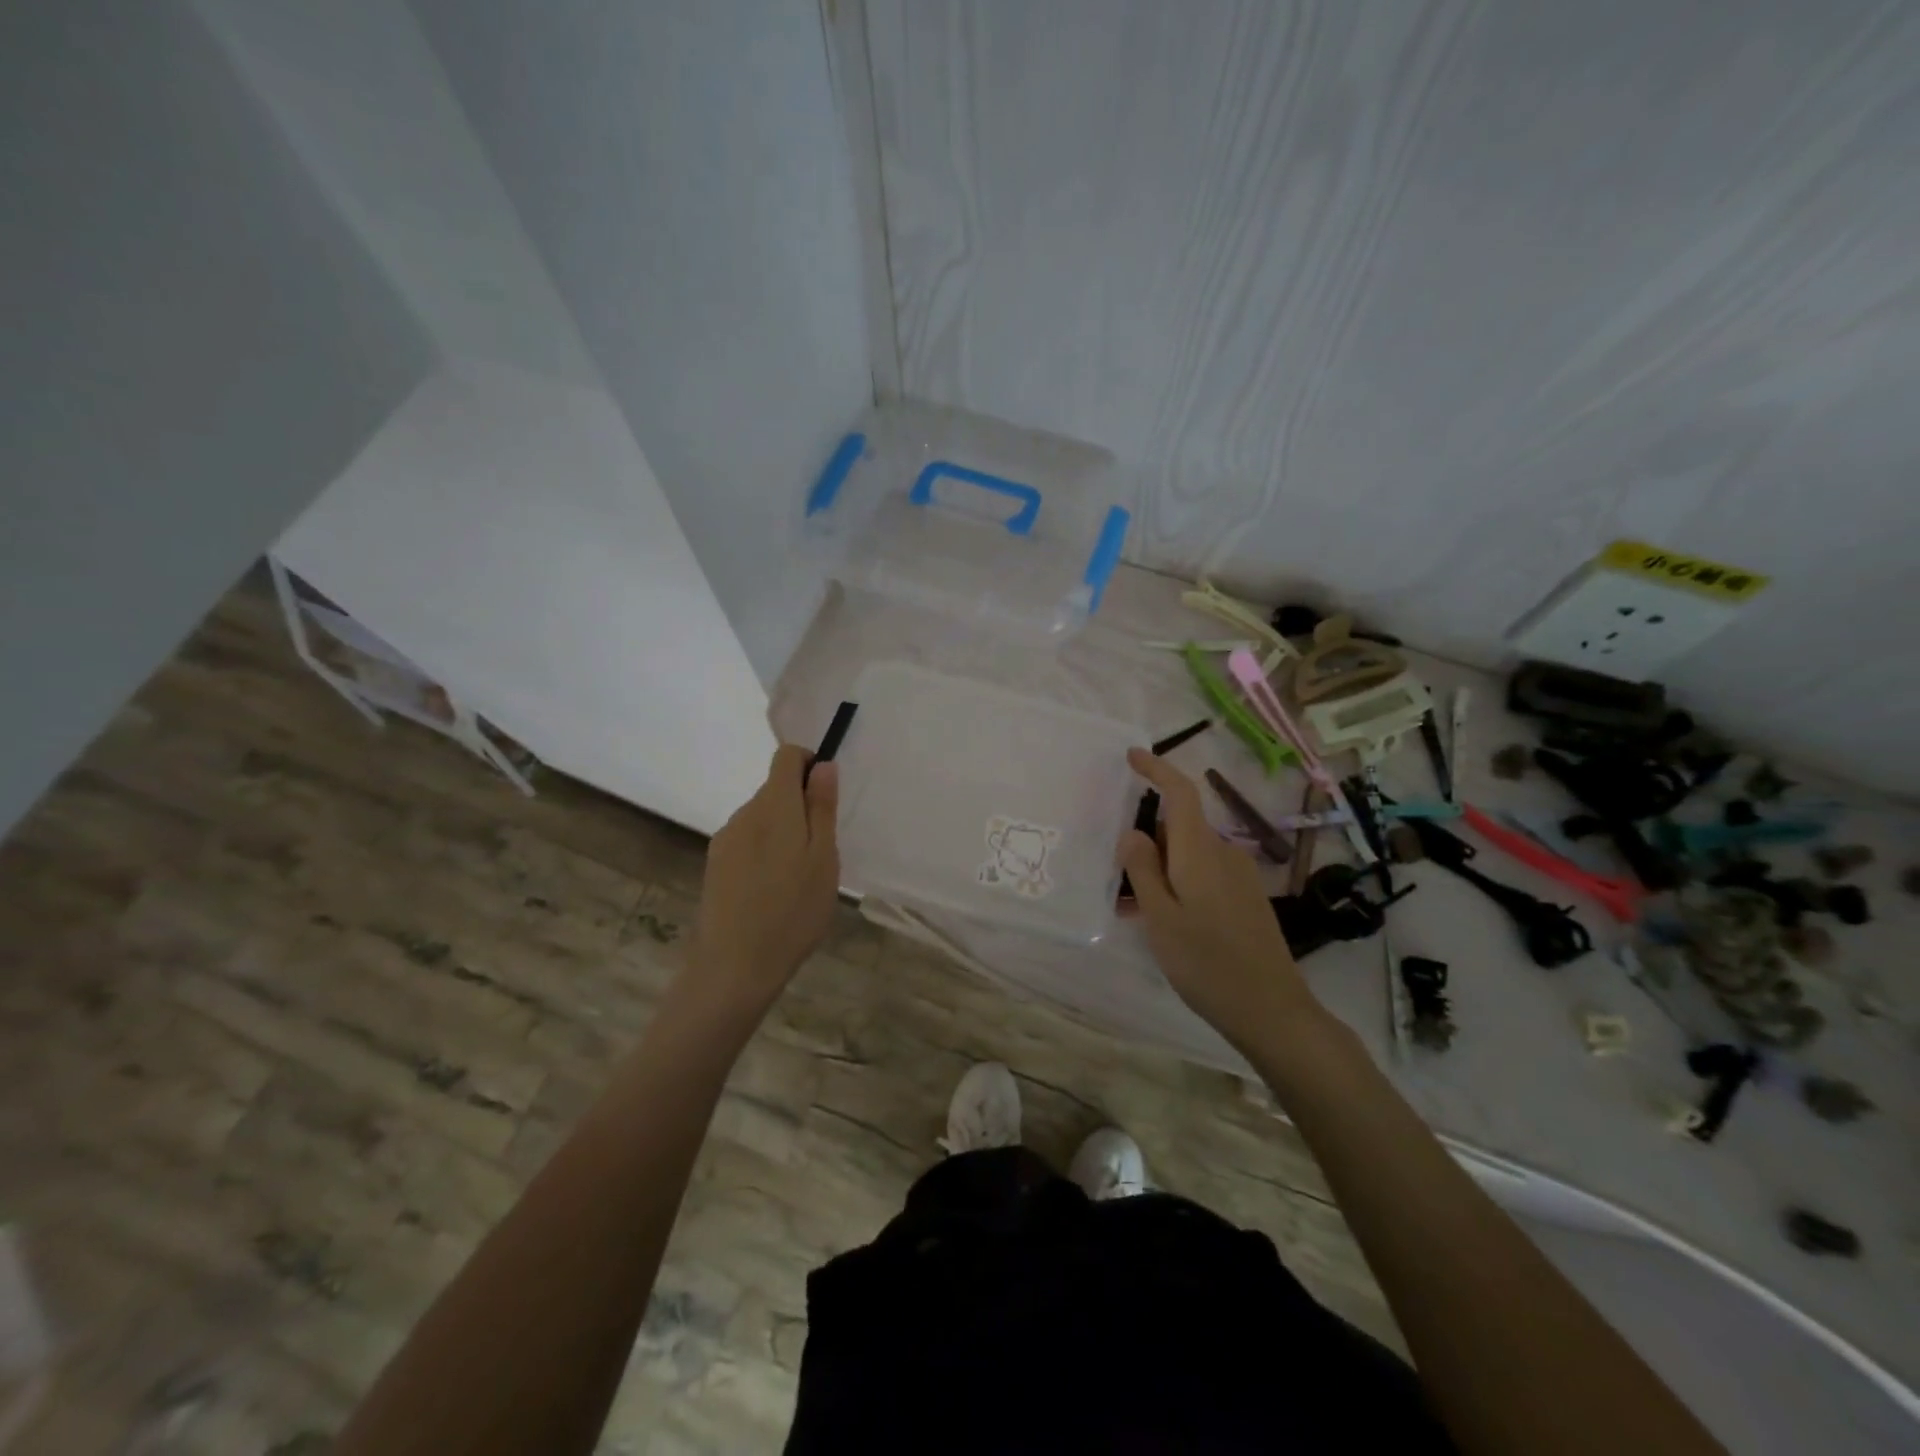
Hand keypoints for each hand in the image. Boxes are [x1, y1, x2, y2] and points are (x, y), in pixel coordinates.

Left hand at [688, 744, 839, 1018]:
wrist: (734, 965)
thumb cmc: (793, 911)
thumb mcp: (823, 858)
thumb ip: (822, 808)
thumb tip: (823, 765)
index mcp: (774, 806)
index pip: (786, 756)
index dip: (809, 765)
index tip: (826, 798)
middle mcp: (745, 813)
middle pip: (775, 789)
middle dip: (800, 807)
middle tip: (821, 853)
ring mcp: (725, 840)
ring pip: (762, 818)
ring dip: (783, 832)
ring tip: (798, 878)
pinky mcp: (715, 864)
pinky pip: (747, 841)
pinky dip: (765, 852)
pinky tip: (773, 891)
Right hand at [1120, 748, 1321, 1051]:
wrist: (1271, 1010)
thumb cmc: (1207, 962)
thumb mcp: (1160, 917)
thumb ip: (1142, 869)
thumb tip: (1133, 832)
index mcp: (1200, 851)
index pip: (1181, 792)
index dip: (1157, 769)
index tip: (1132, 756)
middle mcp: (1223, 853)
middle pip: (1179, 826)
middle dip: (1147, 840)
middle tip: (1118, 876)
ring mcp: (1239, 875)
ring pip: (1189, 854)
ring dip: (1161, 869)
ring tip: (1135, 909)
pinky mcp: (1246, 897)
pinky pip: (1204, 874)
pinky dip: (1179, 884)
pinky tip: (1166, 922)